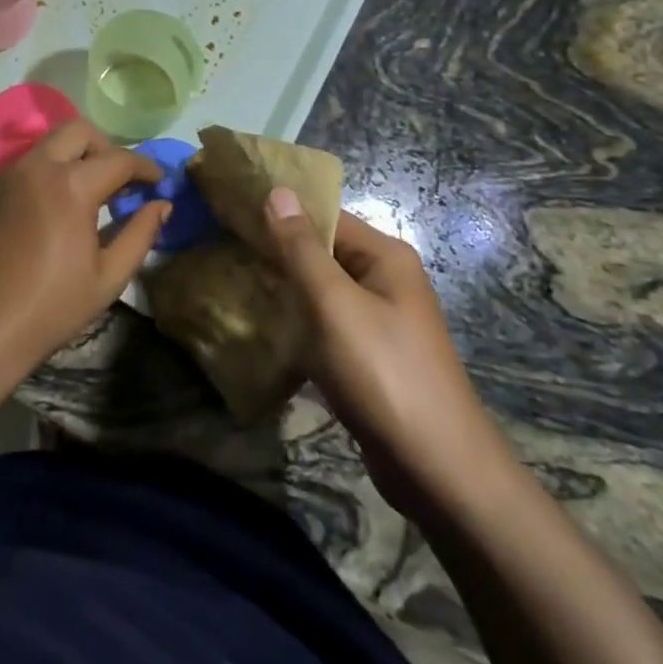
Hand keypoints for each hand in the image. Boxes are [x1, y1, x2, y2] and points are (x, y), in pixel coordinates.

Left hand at [0, 121, 165, 375]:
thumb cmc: (50, 307)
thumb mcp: (108, 277)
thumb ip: (140, 233)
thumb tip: (162, 204)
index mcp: (71, 185)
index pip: (119, 159)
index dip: (145, 167)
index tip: (157, 181)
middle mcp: (35, 165)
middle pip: (79, 131)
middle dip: (104, 148)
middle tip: (115, 181)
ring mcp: (2, 173)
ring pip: (44, 145)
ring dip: (69, 159)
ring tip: (78, 195)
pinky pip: (16, 167)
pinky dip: (37, 177)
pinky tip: (40, 211)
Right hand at [262, 192, 510, 513]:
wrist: (438, 472)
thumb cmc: (384, 373)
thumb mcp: (334, 304)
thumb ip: (302, 248)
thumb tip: (278, 190)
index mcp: (385, 257)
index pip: (326, 214)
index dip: (281, 210)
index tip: (232, 209)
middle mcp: (386, 280)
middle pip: (323, 251)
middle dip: (277, 250)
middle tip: (223, 245)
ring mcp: (380, 321)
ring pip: (321, 291)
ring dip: (285, 288)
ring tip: (233, 279)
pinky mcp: (370, 357)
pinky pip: (326, 325)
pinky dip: (298, 323)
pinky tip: (262, 326)